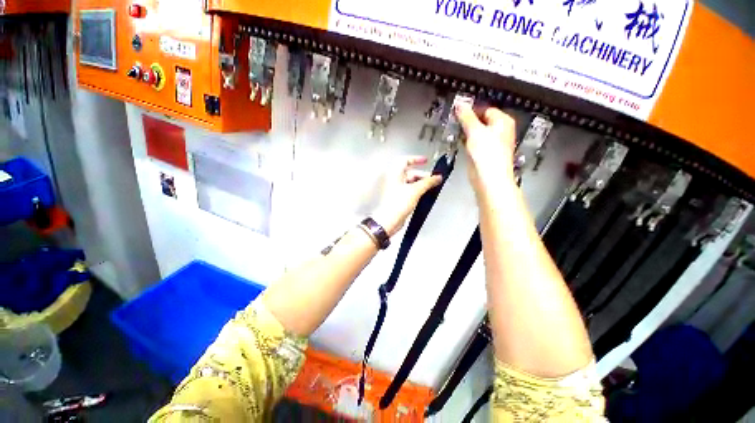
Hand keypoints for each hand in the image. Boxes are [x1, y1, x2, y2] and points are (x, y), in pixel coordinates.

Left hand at [373, 156, 442, 236]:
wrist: (389, 220)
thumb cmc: (396, 204)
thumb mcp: (415, 190)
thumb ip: (428, 182)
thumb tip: (437, 177)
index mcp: (395, 174)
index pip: (405, 160)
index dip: (416, 159)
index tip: (425, 161)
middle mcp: (394, 180)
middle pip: (410, 172)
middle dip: (422, 175)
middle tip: (432, 178)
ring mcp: (396, 190)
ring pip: (410, 182)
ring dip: (421, 183)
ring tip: (430, 187)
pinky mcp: (398, 198)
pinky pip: (409, 191)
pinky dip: (417, 191)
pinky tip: (424, 195)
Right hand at [455, 104, 516, 192]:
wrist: (488, 177)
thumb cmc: (488, 154)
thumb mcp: (475, 130)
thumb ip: (466, 117)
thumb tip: (460, 105)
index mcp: (502, 122)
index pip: (486, 109)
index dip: (472, 109)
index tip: (459, 110)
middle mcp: (499, 132)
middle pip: (481, 120)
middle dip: (468, 121)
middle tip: (455, 119)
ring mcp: (491, 144)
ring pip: (476, 132)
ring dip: (466, 131)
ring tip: (455, 129)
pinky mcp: (483, 154)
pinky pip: (473, 143)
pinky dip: (466, 141)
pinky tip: (459, 141)